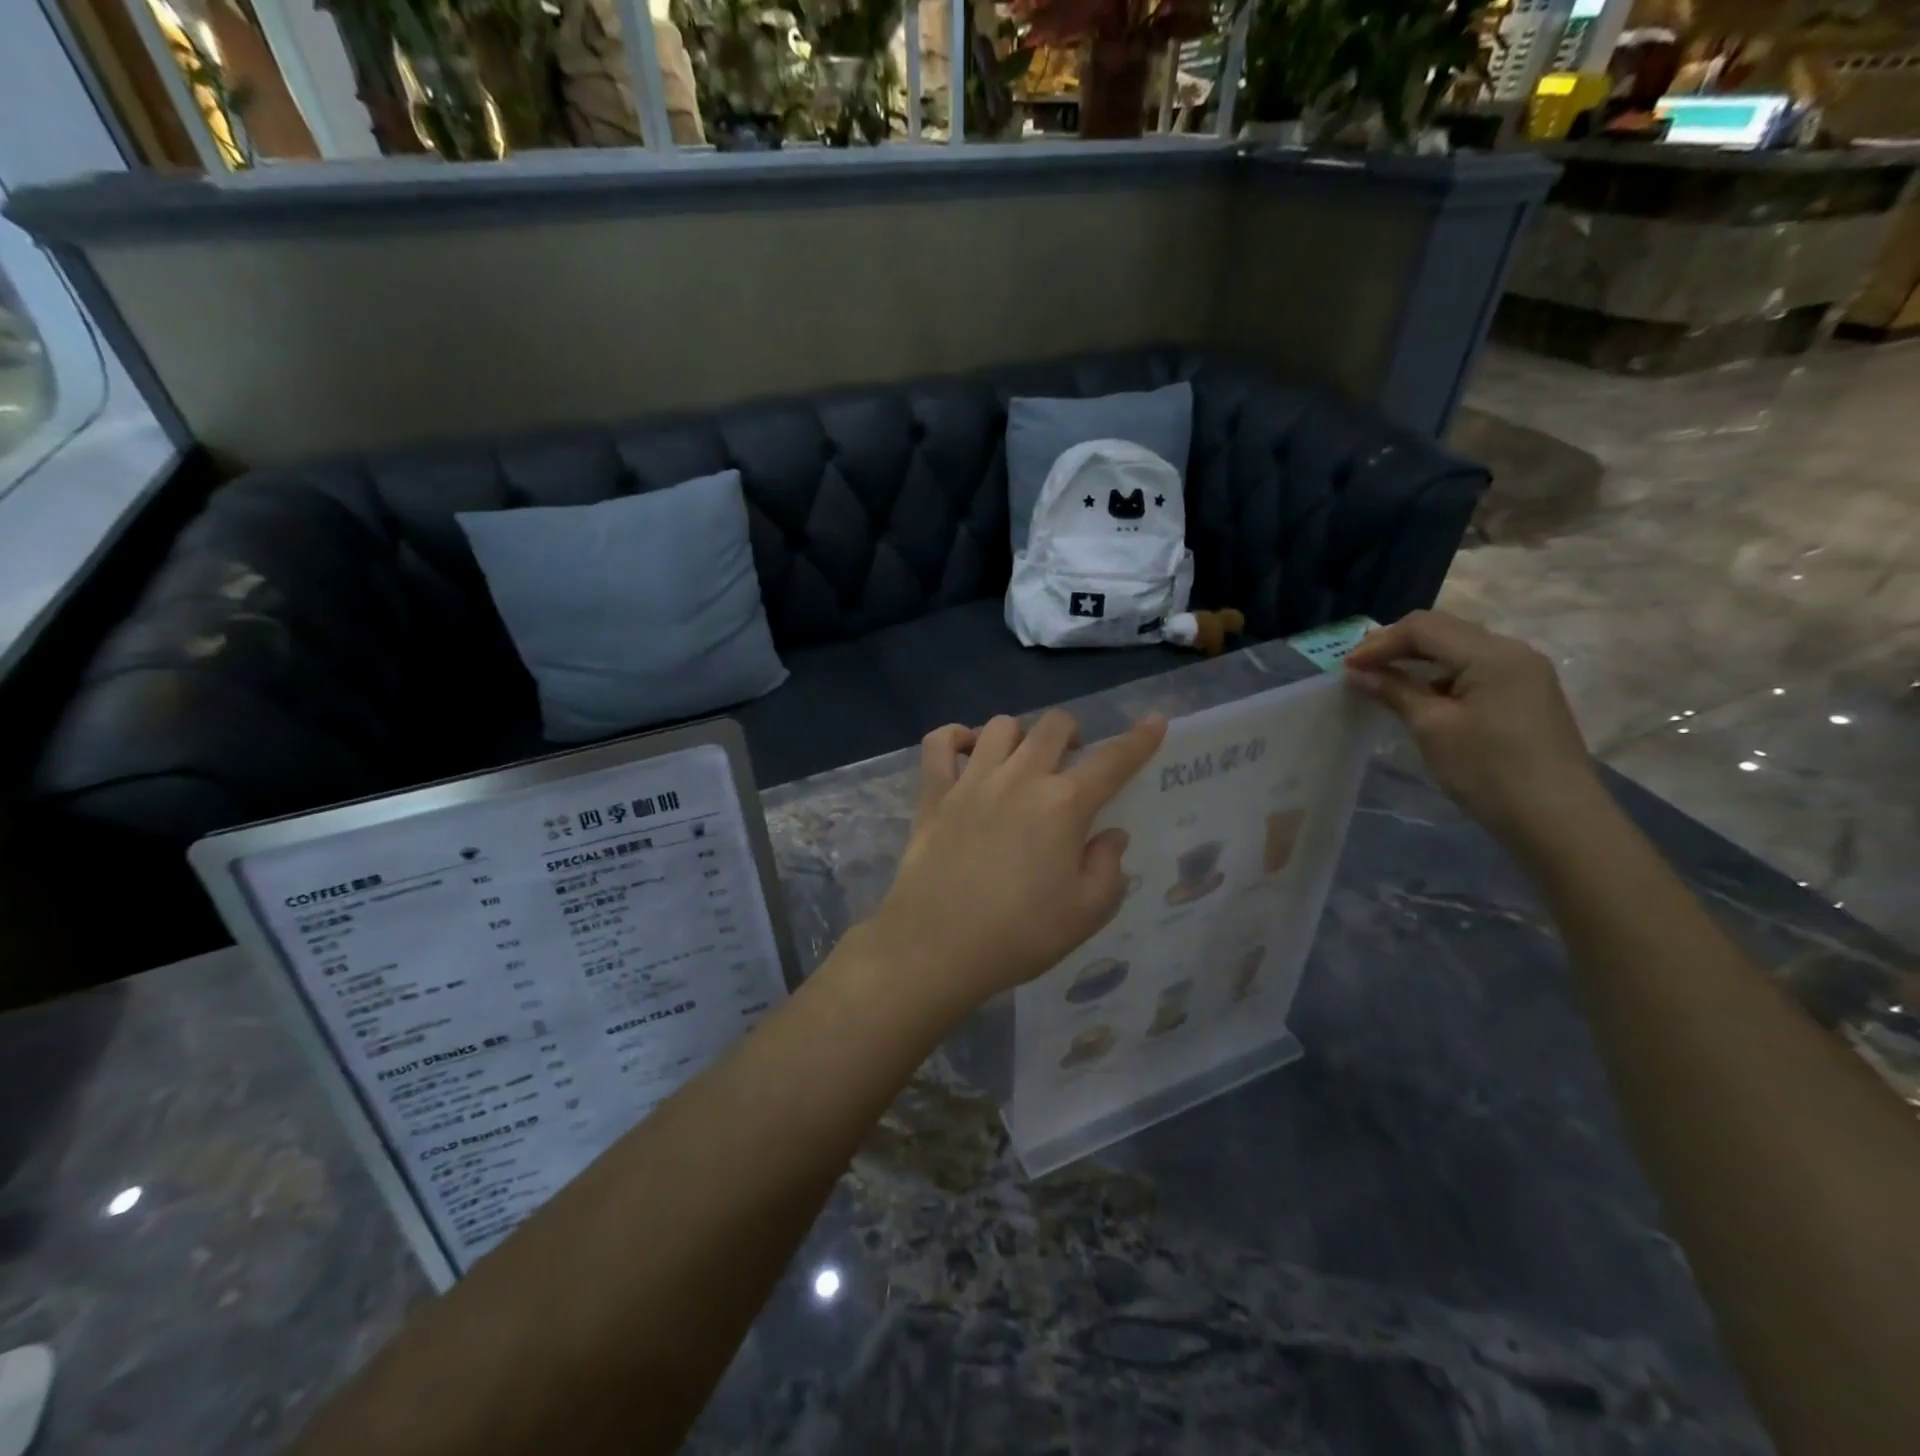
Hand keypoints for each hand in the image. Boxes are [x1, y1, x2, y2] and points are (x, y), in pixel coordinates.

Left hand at [866, 710, 1166, 1014]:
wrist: (936, 946)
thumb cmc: (1019, 935)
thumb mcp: (1085, 914)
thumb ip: (1108, 868)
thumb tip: (1111, 835)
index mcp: (1064, 805)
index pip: (1112, 761)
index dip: (1139, 740)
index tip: (1154, 722)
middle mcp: (1020, 778)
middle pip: (1054, 725)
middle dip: (1074, 734)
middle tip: (1073, 763)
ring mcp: (972, 780)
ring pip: (1001, 726)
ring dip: (1021, 735)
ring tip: (1023, 761)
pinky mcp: (934, 793)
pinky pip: (939, 742)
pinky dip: (955, 738)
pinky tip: (967, 753)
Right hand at [1344, 610, 1604, 851]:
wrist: (1557, 821)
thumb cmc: (1489, 770)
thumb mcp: (1432, 728)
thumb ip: (1395, 691)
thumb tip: (1358, 673)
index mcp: (1492, 653)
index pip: (1424, 627)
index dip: (1379, 643)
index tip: (1346, 668)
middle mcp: (1513, 652)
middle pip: (1444, 631)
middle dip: (1396, 646)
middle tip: (1359, 669)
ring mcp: (1524, 674)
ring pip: (1459, 650)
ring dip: (1417, 660)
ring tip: (1383, 681)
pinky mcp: (1526, 696)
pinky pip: (1474, 670)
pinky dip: (1440, 676)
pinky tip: (1421, 697)